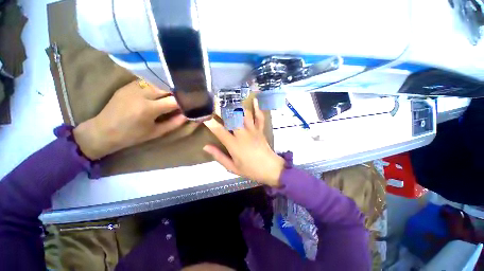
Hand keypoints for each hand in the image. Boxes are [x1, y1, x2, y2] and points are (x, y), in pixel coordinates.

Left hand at [73, 80, 186, 159]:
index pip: (174, 100)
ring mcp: (132, 87)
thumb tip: (188, 115)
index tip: (193, 102)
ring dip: (169, 87)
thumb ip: (174, 123)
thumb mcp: (156, 132)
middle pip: (166, 87)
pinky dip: (158, 85)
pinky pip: (148, 82)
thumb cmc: (132, 136)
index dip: (186, 101)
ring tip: (175, 92)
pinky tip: (162, 90)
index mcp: (148, 109)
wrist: (103, 131)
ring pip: (158, 82)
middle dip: (178, 91)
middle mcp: (141, 94)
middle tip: (186, 96)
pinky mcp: (127, 85)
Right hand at [203, 99, 284, 186]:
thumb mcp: (232, 167)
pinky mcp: (260, 130)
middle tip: (214, 102)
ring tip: (229, 99)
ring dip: (236, 106)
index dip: (210, 122)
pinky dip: (257, 108)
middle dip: (222, 109)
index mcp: (234, 144)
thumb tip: (206, 147)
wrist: (270, 168)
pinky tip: (254, 100)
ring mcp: (253, 130)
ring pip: (244, 114)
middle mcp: (243, 134)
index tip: (203, 115)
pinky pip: (259, 117)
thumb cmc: (250, 170)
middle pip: (231, 117)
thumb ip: (218, 156)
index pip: (219, 130)